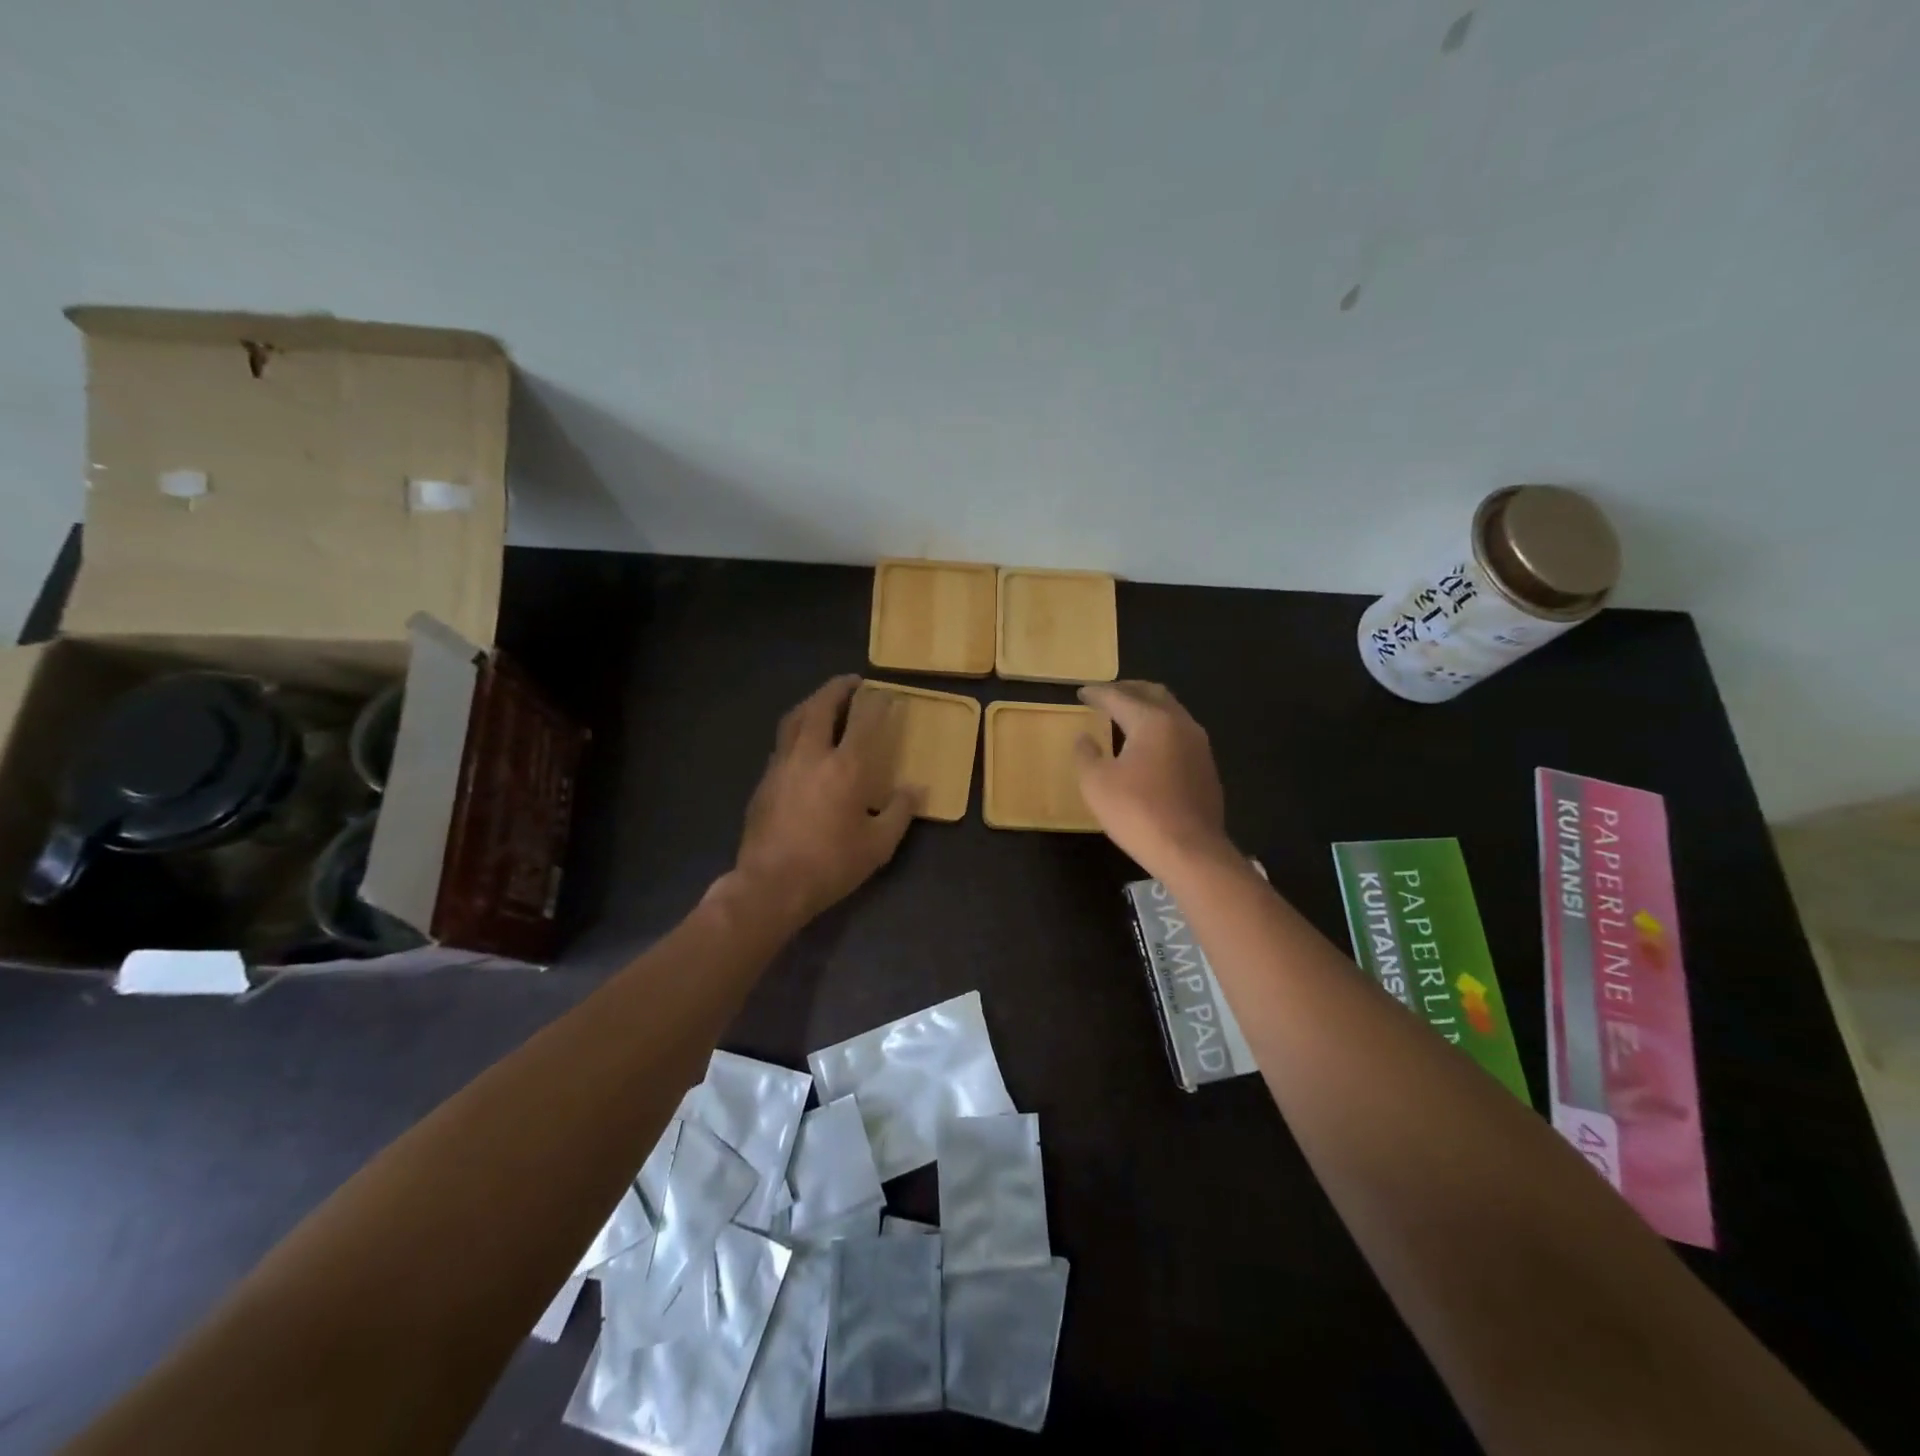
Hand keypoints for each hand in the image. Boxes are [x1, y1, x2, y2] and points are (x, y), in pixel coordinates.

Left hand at [733, 676, 916, 925]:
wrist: (771, 885)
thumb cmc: (831, 865)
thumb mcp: (878, 845)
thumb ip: (900, 812)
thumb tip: (915, 789)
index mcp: (845, 767)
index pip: (864, 721)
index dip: (877, 703)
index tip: (886, 693)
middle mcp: (810, 755)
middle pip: (820, 706)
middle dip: (837, 688)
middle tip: (851, 682)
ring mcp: (781, 765)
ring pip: (793, 719)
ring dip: (811, 703)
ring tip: (824, 702)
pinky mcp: (764, 781)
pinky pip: (782, 743)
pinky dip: (797, 731)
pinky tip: (803, 744)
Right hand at [1074, 681, 1229, 876]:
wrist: (1190, 851)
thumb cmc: (1137, 812)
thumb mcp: (1096, 783)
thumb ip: (1086, 754)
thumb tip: (1085, 737)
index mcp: (1151, 721)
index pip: (1119, 697)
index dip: (1097, 693)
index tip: (1081, 693)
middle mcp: (1180, 724)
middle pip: (1153, 694)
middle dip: (1128, 690)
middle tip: (1107, 694)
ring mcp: (1199, 745)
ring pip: (1171, 712)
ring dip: (1147, 707)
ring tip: (1126, 716)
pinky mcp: (1207, 767)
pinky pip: (1180, 734)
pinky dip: (1160, 728)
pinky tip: (1149, 746)